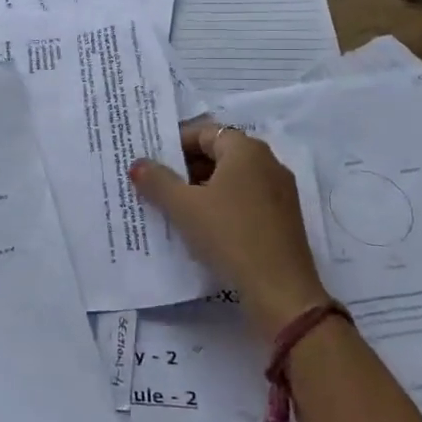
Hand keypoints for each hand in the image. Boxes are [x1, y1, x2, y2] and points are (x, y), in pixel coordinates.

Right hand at [131, 122, 327, 336]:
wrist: (280, 290)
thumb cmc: (229, 235)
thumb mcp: (184, 207)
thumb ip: (157, 181)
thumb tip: (138, 163)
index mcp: (246, 150)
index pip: (204, 132)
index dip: (175, 143)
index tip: (152, 161)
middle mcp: (268, 162)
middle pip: (219, 153)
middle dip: (186, 167)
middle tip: (157, 184)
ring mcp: (279, 191)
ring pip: (232, 178)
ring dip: (202, 188)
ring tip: (174, 207)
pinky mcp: (283, 218)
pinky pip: (245, 199)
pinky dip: (222, 204)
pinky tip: (203, 227)